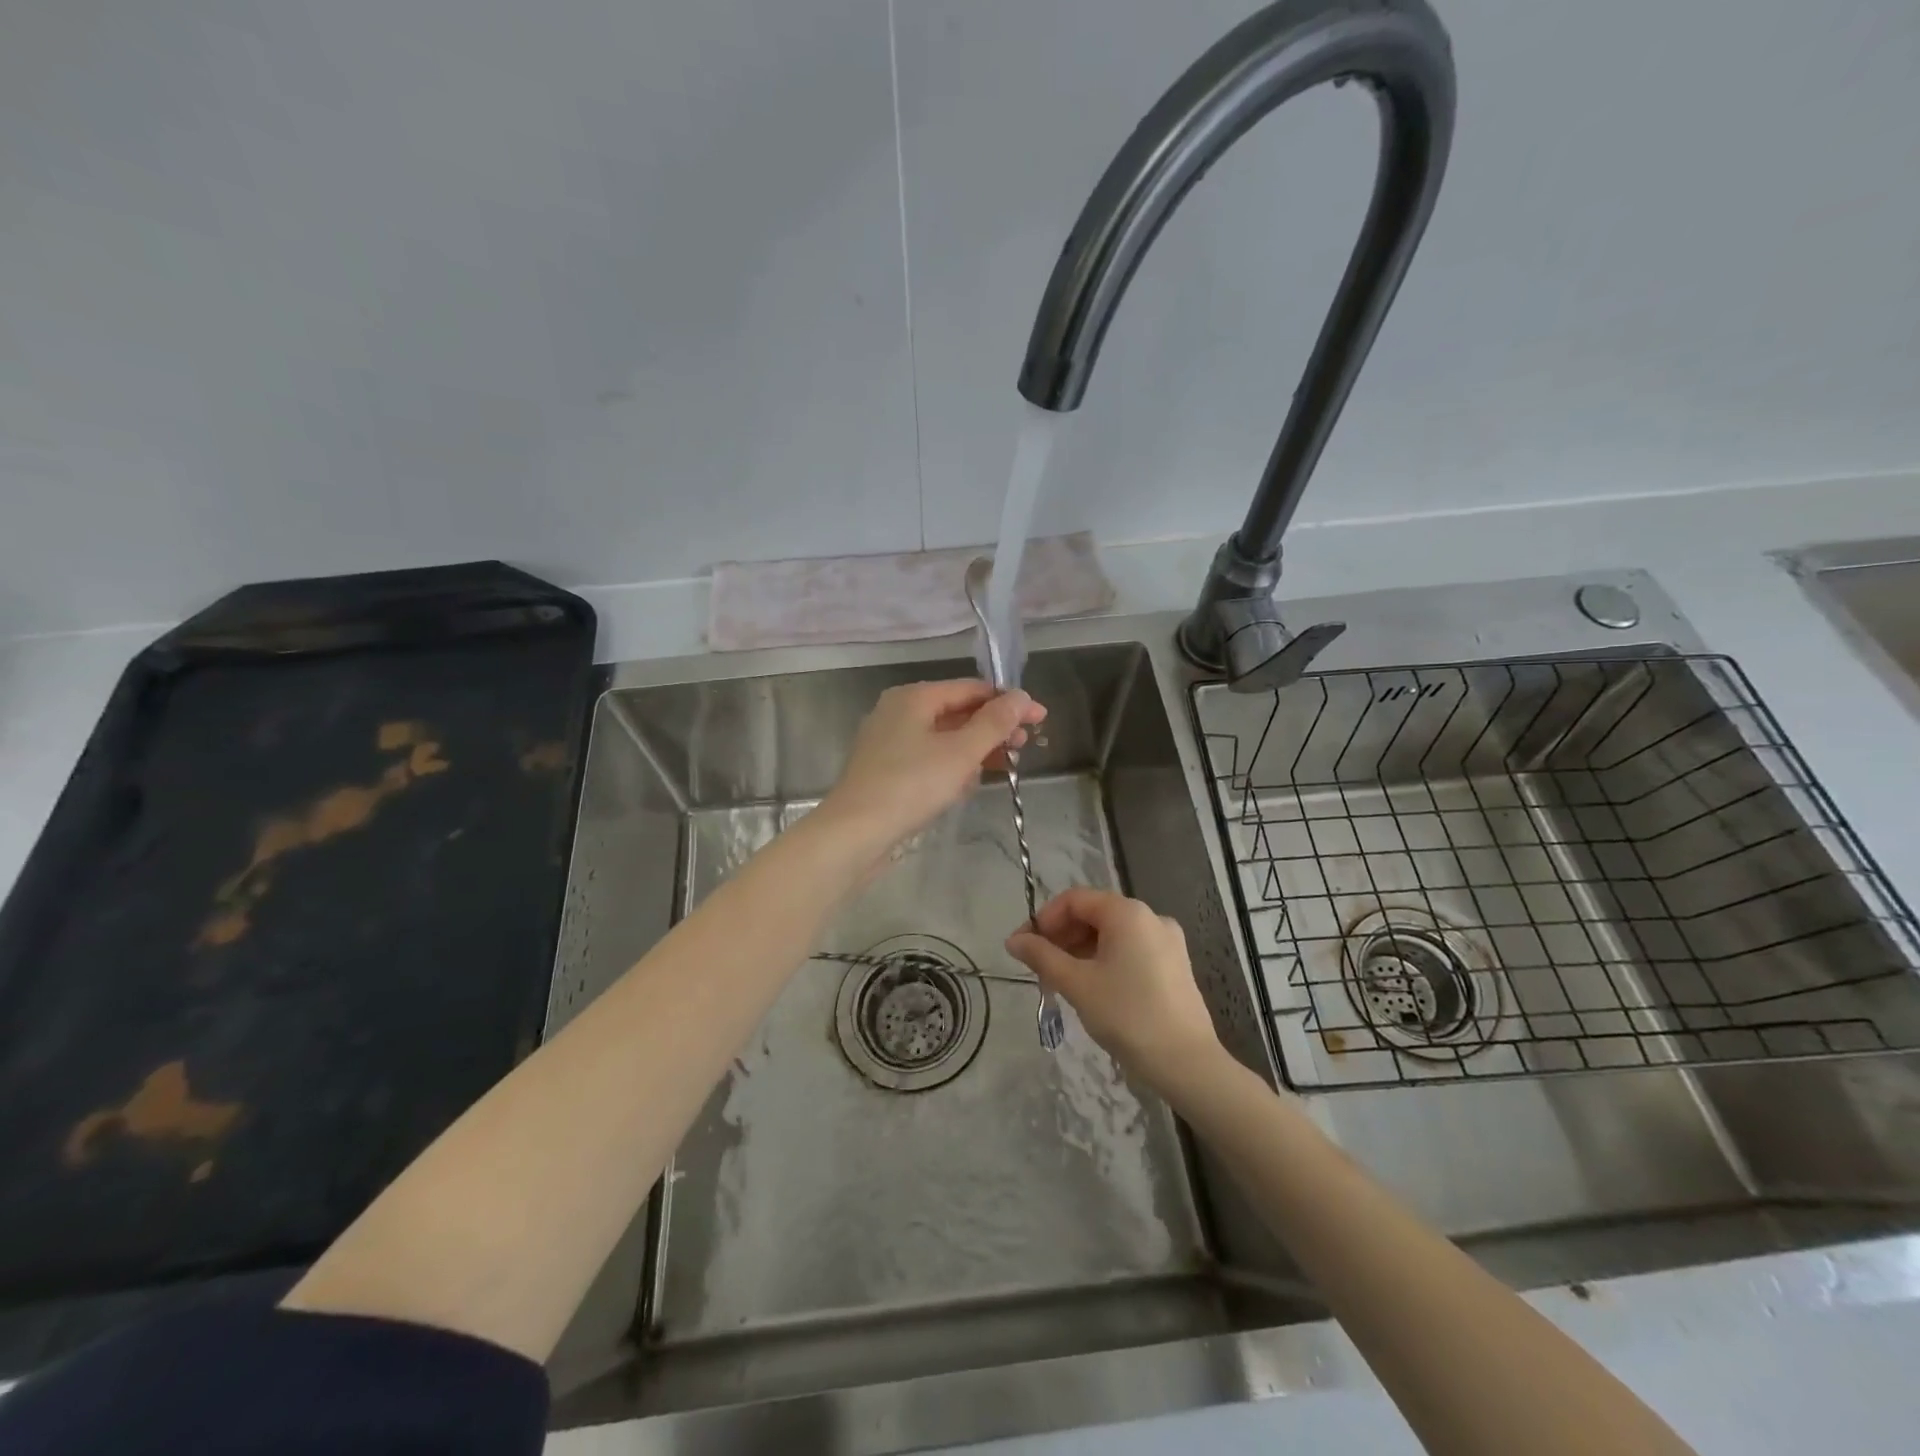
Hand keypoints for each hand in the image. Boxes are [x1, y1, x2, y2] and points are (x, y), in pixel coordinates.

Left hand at [816, 679, 1044, 857]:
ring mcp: (889, 741)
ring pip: (944, 737)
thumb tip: (1021, 697)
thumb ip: (994, 723)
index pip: (971, 689)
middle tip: (1026, 746)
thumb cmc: (911, 785)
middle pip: (957, 711)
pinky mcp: (886, 769)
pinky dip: (953, 765)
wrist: (855, 833)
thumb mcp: (961, 752)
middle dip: (993, 727)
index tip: (1040, 718)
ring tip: (1006, 765)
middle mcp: (898, 711)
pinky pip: (929, 757)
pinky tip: (969, 783)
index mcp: (914, 697)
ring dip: (976, 748)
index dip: (1008, 702)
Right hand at [1006, 888, 1222, 1094]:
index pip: (1074, 900)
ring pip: (1111, 934)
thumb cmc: (1127, 1015)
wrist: (1186, 1063)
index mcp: (1127, 913)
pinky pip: (1130, 950)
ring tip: (1060, 981)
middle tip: (1039, 968)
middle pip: (1094, 914)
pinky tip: (1091, 987)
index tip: (1024, 947)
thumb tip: (1013, 940)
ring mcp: (1167, 941)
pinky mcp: (1174, 964)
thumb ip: (1042, 956)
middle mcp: (1150, 917)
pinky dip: (1104, 960)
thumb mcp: (1077, 984)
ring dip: (1080, 950)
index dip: (1044, 919)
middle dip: (1061, 936)